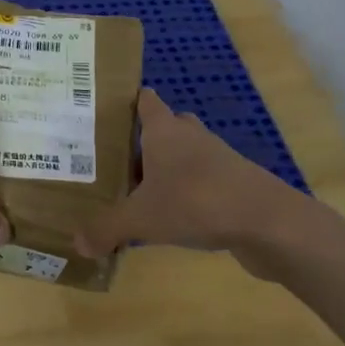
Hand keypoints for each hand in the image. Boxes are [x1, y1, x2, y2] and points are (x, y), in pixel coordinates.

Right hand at [74, 89, 309, 278]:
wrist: (268, 223)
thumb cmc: (195, 202)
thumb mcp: (141, 219)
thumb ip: (106, 229)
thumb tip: (76, 243)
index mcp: (164, 130)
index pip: (145, 102)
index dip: (127, 102)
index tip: (103, 111)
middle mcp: (190, 137)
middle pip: (166, 127)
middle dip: (144, 140)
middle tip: (114, 159)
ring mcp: (217, 159)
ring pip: (185, 156)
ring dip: (166, 169)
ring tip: (137, 192)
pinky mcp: (234, 185)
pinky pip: (202, 182)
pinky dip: (186, 193)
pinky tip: (170, 217)